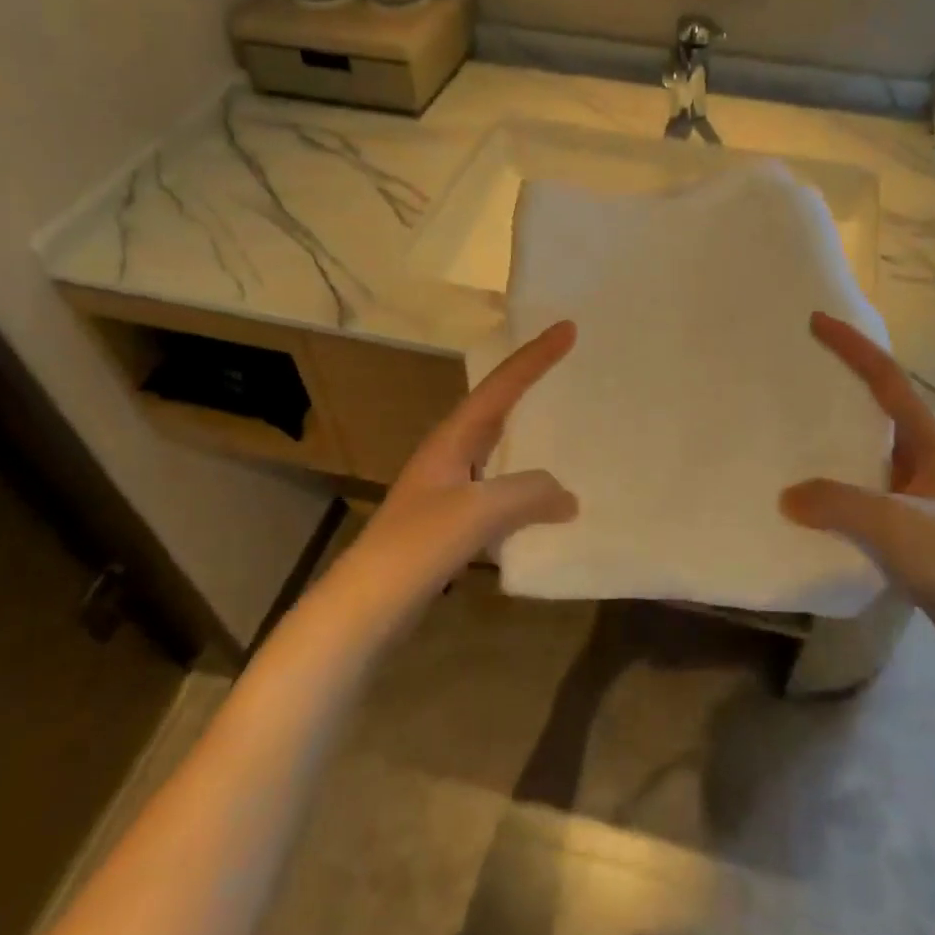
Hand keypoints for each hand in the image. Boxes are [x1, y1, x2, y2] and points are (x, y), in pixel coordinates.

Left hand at [337, 322, 578, 611]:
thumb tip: (566, 495)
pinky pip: (497, 489)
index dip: (535, 358)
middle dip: (530, 384)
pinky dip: (523, 484)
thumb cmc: (418, 546)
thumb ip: (528, 493)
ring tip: (563, 429)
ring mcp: (446, 488)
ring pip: (497, 450)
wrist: (365, 606)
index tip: (568, 328)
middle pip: (496, 408)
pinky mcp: (449, 522)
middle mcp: (448, 454)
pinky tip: (541, 504)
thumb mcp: (478, 511)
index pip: (501, 387)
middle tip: (568, 366)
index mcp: (452, 439)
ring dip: (528, 435)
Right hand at [780, 312, 934, 659]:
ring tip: (790, 430)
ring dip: (834, 439)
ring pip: (867, 453)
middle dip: (840, 386)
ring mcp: (917, 494)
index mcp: (931, 442)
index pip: (887, 379)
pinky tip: (808, 499)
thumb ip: (839, 503)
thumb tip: (788, 496)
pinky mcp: (908, 528)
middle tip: (796, 374)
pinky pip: (862, 492)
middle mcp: (924, 459)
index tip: (817, 321)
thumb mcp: (897, 523)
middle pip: (877, 408)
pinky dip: (835, 486)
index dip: (853, 346)